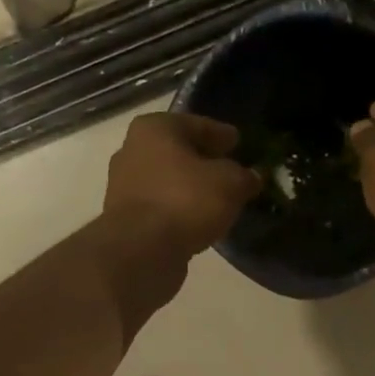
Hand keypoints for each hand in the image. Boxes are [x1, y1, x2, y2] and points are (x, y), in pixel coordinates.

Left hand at [103, 113, 262, 256]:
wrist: (141, 251)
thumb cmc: (186, 201)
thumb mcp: (230, 183)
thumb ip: (244, 176)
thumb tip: (251, 178)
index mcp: (155, 128)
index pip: (198, 125)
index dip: (222, 134)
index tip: (239, 142)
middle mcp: (132, 150)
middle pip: (179, 152)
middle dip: (204, 160)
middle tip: (231, 170)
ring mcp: (124, 185)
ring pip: (168, 180)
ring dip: (191, 187)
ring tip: (218, 198)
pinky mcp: (125, 218)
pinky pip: (161, 206)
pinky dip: (179, 209)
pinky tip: (199, 219)